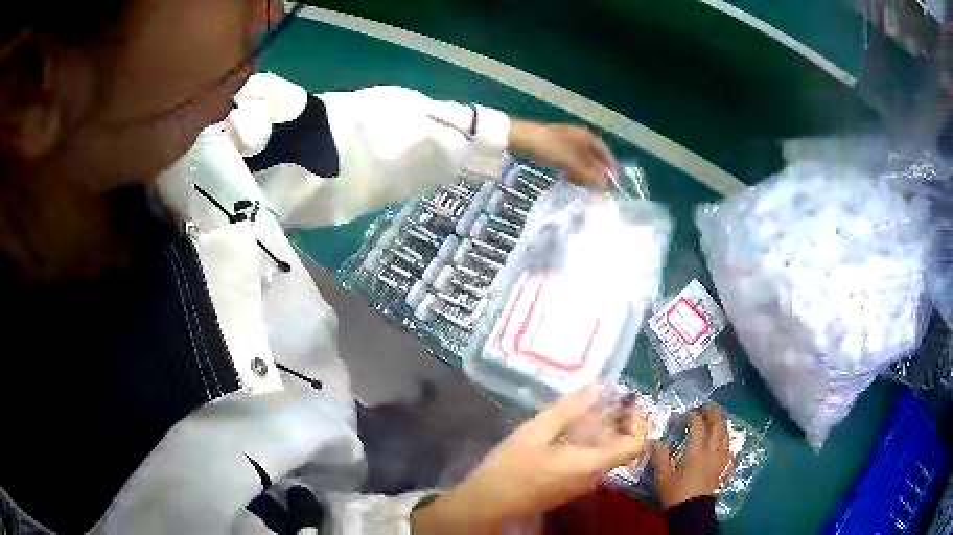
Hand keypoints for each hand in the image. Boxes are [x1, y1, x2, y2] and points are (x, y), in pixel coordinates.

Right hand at [412, 385, 647, 533]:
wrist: (489, 503)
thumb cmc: (512, 467)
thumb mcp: (536, 432)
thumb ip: (569, 409)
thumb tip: (600, 388)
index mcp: (592, 463)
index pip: (636, 445)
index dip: (640, 421)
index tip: (627, 401)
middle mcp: (595, 476)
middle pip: (621, 445)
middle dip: (616, 419)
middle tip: (600, 396)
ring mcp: (583, 482)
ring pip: (604, 451)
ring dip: (599, 429)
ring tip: (579, 407)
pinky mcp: (570, 484)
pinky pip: (590, 459)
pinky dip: (586, 441)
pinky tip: (564, 428)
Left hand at [507, 120, 616, 186]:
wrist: (520, 138)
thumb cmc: (549, 147)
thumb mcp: (571, 162)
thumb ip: (589, 175)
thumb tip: (605, 188)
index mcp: (587, 137)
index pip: (605, 153)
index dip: (611, 168)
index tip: (615, 184)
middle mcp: (579, 138)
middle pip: (594, 158)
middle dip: (597, 174)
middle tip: (600, 191)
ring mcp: (566, 142)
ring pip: (581, 161)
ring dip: (585, 175)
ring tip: (587, 190)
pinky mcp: (555, 148)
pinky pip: (570, 162)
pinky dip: (573, 172)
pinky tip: (571, 181)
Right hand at [651, 406, 730, 508]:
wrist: (692, 511)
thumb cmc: (676, 493)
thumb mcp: (663, 477)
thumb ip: (660, 457)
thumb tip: (654, 441)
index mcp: (697, 451)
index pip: (699, 426)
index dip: (694, 416)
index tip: (688, 412)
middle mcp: (712, 450)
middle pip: (718, 424)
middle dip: (713, 413)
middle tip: (705, 408)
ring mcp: (720, 457)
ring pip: (726, 433)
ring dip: (720, 422)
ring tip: (713, 418)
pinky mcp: (723, 465)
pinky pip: (728, 444)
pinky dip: (724, 435)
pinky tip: (720, 437)